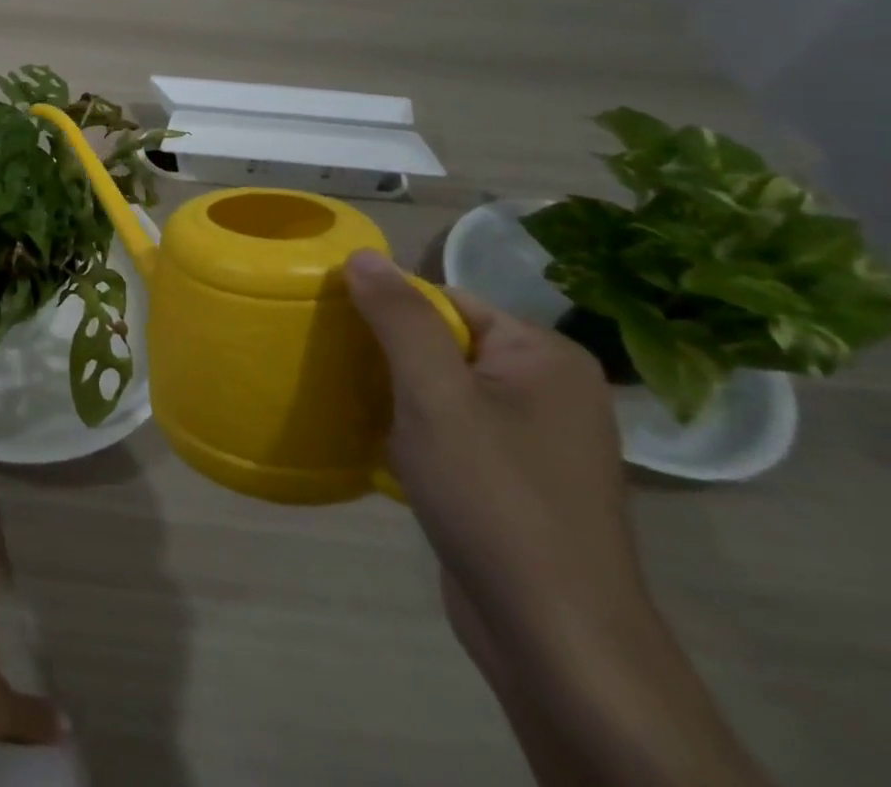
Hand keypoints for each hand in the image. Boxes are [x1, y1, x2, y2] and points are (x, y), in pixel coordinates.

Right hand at [345, 248, 642, 639]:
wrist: (554, 636)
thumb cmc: (494, 497)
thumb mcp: (435, 395)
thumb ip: (399, 319)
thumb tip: (363, 255)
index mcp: (545, 356)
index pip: (448, 301)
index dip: (390, 311)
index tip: (338, 330)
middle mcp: (551, 390)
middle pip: (446, 343)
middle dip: (390, 355)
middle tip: (338, 367)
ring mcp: (538, 439)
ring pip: (446, 390)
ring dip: (398, 396)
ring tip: (352, 403)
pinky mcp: (519, 480)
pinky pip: (456, 430)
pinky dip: (417, 432)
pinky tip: (383, 448)